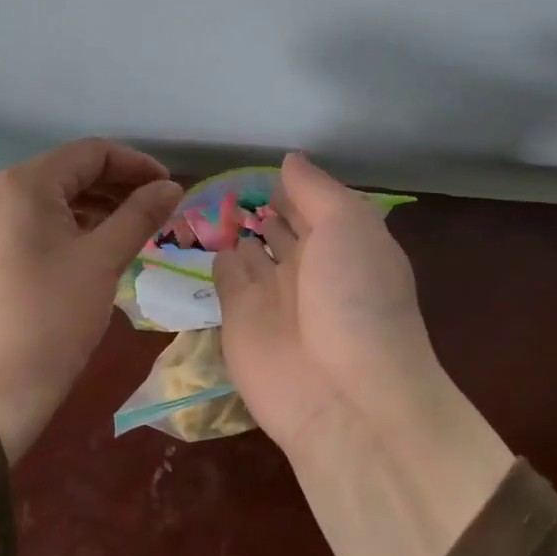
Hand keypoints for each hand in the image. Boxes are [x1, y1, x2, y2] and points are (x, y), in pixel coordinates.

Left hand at [0, 139, 181, 460]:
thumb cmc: (51, 318)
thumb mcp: (104, 260)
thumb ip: (141, 214)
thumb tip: (172, 187)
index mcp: (23, 184)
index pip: (90, 153)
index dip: (136, 165)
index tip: (170, 189)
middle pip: (67, 173)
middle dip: (116, 186)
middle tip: (155, 212)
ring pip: (48, 200)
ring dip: (93, 208)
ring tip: (130, 231)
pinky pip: (28, 223)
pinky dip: (65, 228)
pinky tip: (91, 250)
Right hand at [216, 154, 511, 555]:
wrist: (342, 395)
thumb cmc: (355, 299)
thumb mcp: (349, 226)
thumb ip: (316, 190)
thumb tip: (289, 160)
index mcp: (345, 244)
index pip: (317, 206)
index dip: (296, 187)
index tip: (269, 164)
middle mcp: (310, 266)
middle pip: (284, 228)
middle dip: (266, 206)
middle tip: (232, 178)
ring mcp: (273, 294)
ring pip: (252, 249)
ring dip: (238, 228)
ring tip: (210, 197)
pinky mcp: (238, 318)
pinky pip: (225, 275)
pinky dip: (217, 255)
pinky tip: (201, 232)